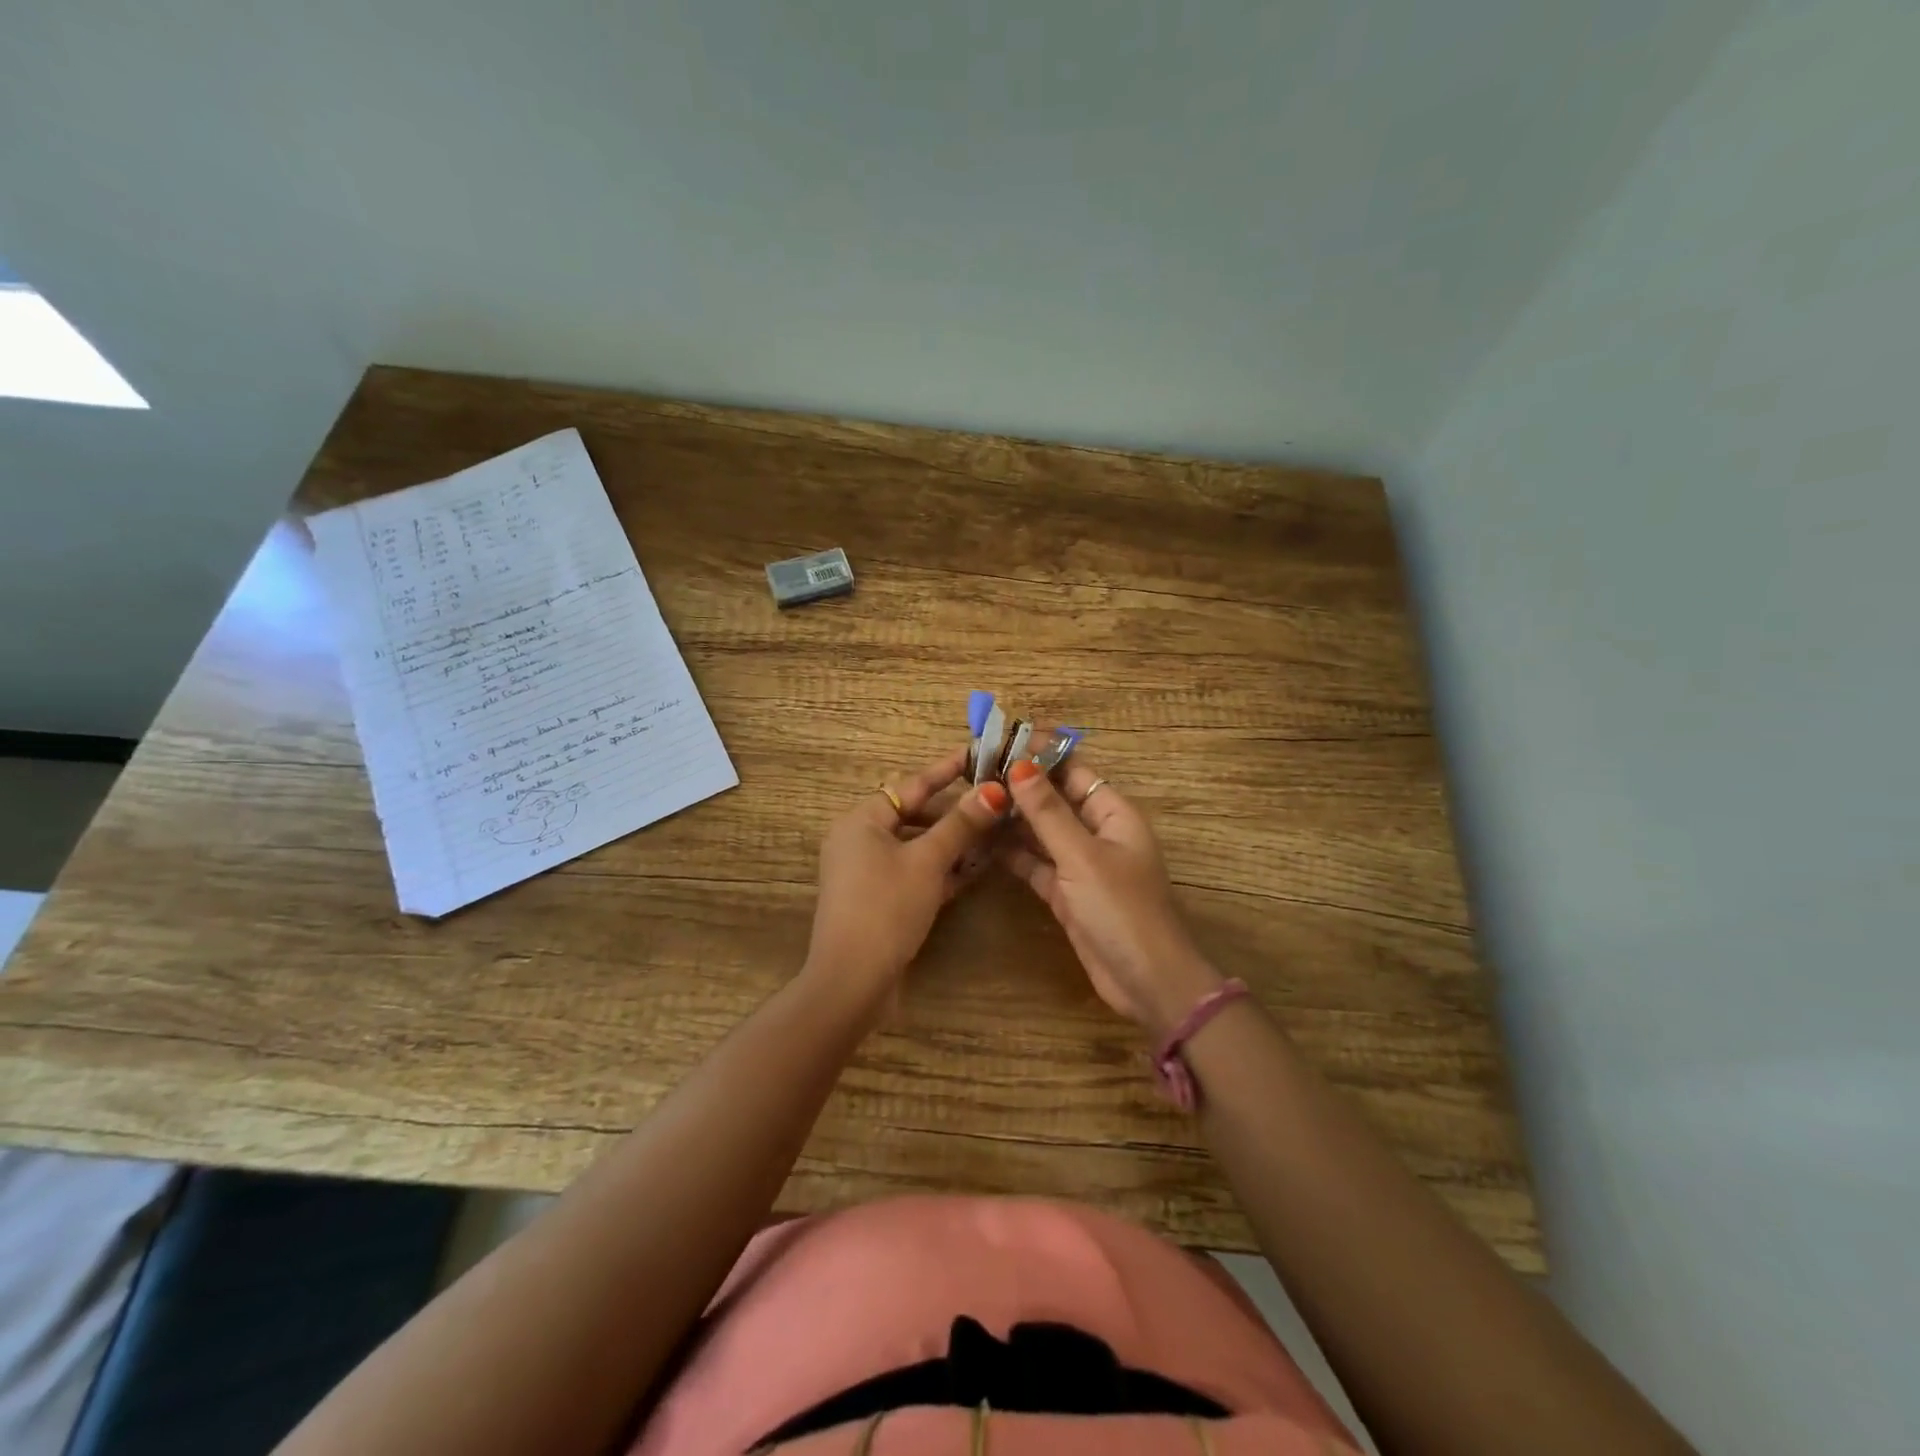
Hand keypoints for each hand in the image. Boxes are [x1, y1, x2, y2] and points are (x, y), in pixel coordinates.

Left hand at [805, 747, 1008, 1007]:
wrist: (852, 981)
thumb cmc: (886, 908)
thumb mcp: (927, 861)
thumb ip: (961, 824)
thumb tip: (994, 789)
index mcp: (862, 820)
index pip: (912, 784)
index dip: (947, 770)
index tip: (978, 754)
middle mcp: (859, 839)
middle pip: (914, 814)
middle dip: (954, 812)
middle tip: (994, 801)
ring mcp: (867, 871)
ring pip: (916, 845)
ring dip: (951, 842)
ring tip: (993, 833)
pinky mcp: (877, 898)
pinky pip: (912, 872)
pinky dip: (939, 869)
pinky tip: (974, 869)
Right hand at [1000, 759, 1221, 1033]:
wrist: (1146, 982)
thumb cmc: (1120, 910)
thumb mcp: (1081, 856)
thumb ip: (1048, 812)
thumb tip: (1019, 765)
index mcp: (1113, 813)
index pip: (1073, 770)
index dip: (1040, 754)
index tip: (999, 740)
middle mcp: (1098, 833)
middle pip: (1055, 799)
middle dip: (1020, 786)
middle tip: (973, 771)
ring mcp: (1081, 864)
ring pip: (1042, 831)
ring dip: (1012, 819)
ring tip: (970, 800)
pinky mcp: (1066, 893)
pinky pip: (1036, 863)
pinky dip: (1013, 854)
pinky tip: (982, 841)